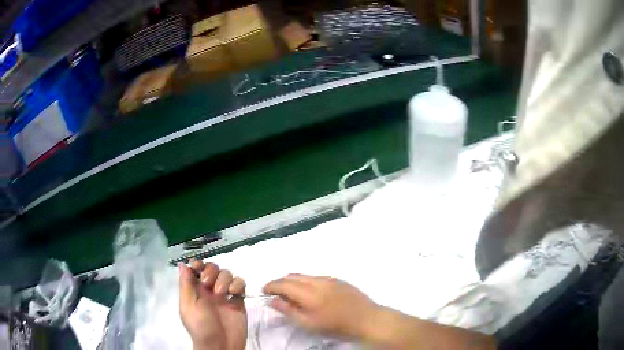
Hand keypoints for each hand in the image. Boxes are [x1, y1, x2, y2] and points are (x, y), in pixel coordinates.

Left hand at [179, 259, 246, 349]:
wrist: (221, 345)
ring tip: (222, 293)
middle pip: (212, 268)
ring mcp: (225, 294)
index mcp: (195, 289)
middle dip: (211, 271)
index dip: (198, 264)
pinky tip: (234, 293)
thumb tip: (182, 264)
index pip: (196, 268)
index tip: (198, 267)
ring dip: (224, 279)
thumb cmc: (200, 326)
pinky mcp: (239, 300)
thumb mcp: (188, 305)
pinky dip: (238, 284)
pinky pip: (240, 284)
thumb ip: (186, 284)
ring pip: (227, 274)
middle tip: (209, 285)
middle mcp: (209, 289)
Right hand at [263, 274, 381, 339]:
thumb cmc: (336, 326)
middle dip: (280, 282)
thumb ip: (289, 311)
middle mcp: (318, 281)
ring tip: (289, 293)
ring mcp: (329, 278)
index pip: (284, 284)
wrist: (366, 319)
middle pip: (292, 276)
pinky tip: (308, 292)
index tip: (264, 290)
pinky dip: (305, 281)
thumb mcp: (309, 324)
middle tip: (274, 293)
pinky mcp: (337, 279)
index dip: (271, 285)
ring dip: (292, 281)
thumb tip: (272, 300)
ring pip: (304, 275)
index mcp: (310, 293)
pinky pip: (315, 277)